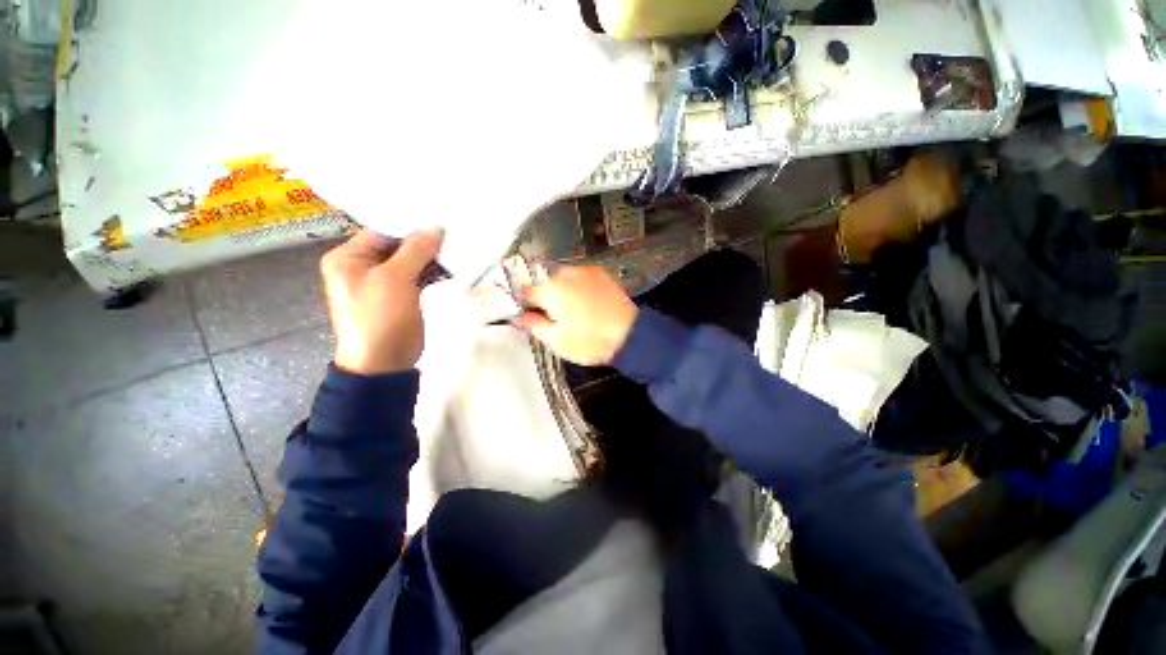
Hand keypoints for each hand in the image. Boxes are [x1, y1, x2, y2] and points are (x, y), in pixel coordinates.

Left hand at [320, 228, 443, 374]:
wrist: (383, 361)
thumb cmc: (379, 316)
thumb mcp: (394, 278)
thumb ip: (415, 250)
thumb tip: (437, 228)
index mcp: (348, 257)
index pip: (382, 231)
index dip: (409, 225)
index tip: (438, 219)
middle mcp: (363, 266)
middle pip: (398, 246)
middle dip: (424, 242)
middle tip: (453, 233)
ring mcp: (384, 282)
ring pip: (411, 261)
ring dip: (432, 258)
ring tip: (458, 249)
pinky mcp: (401, 295)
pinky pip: (418, 276)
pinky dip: (434, 272)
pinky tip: (453, 268)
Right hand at [518, 266, 638, 365]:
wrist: (630, 335)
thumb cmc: (590, 342)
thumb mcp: (557, 341)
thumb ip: (534, 325)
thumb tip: (519, 317)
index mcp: (552, 291)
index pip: (526, 292)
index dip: (525, 305)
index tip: (529, 315)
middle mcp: (566, 274)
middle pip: (545, 283)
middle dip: (545, 297)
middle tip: (554, 316)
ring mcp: (586, 271)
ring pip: (563, 277)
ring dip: (561, 289)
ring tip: (572, 309)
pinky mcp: (601, 273)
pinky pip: (580, 276)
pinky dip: (577, 285)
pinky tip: (585, 300)